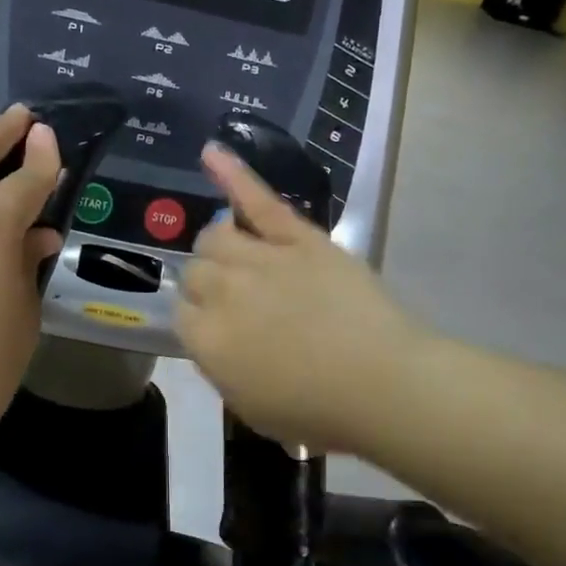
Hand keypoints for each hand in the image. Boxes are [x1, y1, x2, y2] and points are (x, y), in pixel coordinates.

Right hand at [176, 144, 428, 455]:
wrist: (383, 384)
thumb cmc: (320, 412)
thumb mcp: (252, 408)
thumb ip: (222, 369)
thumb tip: (215, 340)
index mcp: (206, 341)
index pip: (182, 314)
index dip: (202, 322)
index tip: (224, 332)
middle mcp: (221, 292)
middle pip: (195, 272)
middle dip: (210, 286)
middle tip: (241, 303)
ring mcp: (258, 259)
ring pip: (215, 236)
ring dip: (220, 247)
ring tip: (239, 257)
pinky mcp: (297, 237)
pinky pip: (257, 200)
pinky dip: (232, 173)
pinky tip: (211, 152)